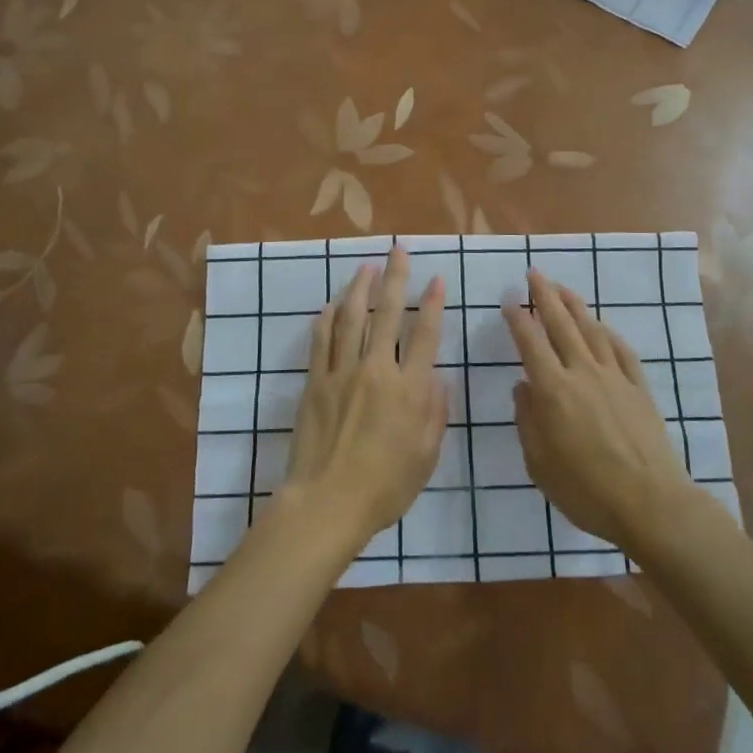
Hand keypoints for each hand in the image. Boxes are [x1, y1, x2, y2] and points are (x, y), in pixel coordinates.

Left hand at [284, 247, 447, 549]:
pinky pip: (321, 340)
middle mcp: (377, 370)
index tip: (436, 279)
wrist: (328, 502)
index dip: (433, 304)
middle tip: (399, 250)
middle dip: (396, 278)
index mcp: (409, 389)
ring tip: (367, 266)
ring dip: (360, 288)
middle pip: (388, 314)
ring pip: (352, 318)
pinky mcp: (315, 381)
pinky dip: (327, 318)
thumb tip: (436, 375)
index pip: (425, 335)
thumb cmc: (385, 487)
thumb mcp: (426, 456)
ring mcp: (342, 372)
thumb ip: (435, 411)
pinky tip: (331, 304)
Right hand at [503, 272, 697, 551]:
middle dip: (546, 296)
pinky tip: (602, 326)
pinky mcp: (639, 388)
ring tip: (563, 289)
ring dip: (575, 306)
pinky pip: (621, 350)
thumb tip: (522, 387)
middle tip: (535, 273)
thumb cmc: (587, 490)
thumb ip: (527, 421)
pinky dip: (608, 333)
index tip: (510, 300)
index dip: (518, 319)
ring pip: (591, 330)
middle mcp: (583, 373)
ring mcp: (615, 377)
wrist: (651, 503)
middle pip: (561, 325)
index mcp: (554, 391)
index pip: (531, 344)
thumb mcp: (540, 465)